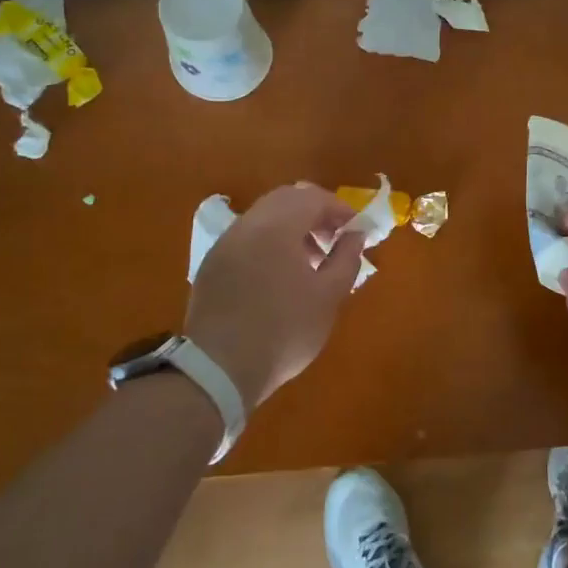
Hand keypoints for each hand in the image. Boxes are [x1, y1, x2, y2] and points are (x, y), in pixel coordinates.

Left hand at [185, 184, 365, 408]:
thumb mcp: (328, 297)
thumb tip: (355, 235)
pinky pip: (247, 237)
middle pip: (286, 199)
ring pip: (264, 216)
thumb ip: (347, 258)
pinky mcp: (212, 264)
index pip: (313, 197)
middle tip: (334, 239)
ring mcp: (225, 244)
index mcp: (277, 226)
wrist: (219, 369)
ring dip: (292, 227)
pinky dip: (269, 242)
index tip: (356, 230)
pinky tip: (280, 275)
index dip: (340, 209)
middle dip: (315, 212)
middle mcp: (248, 225)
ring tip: (310, 260)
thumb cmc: (284, 331)